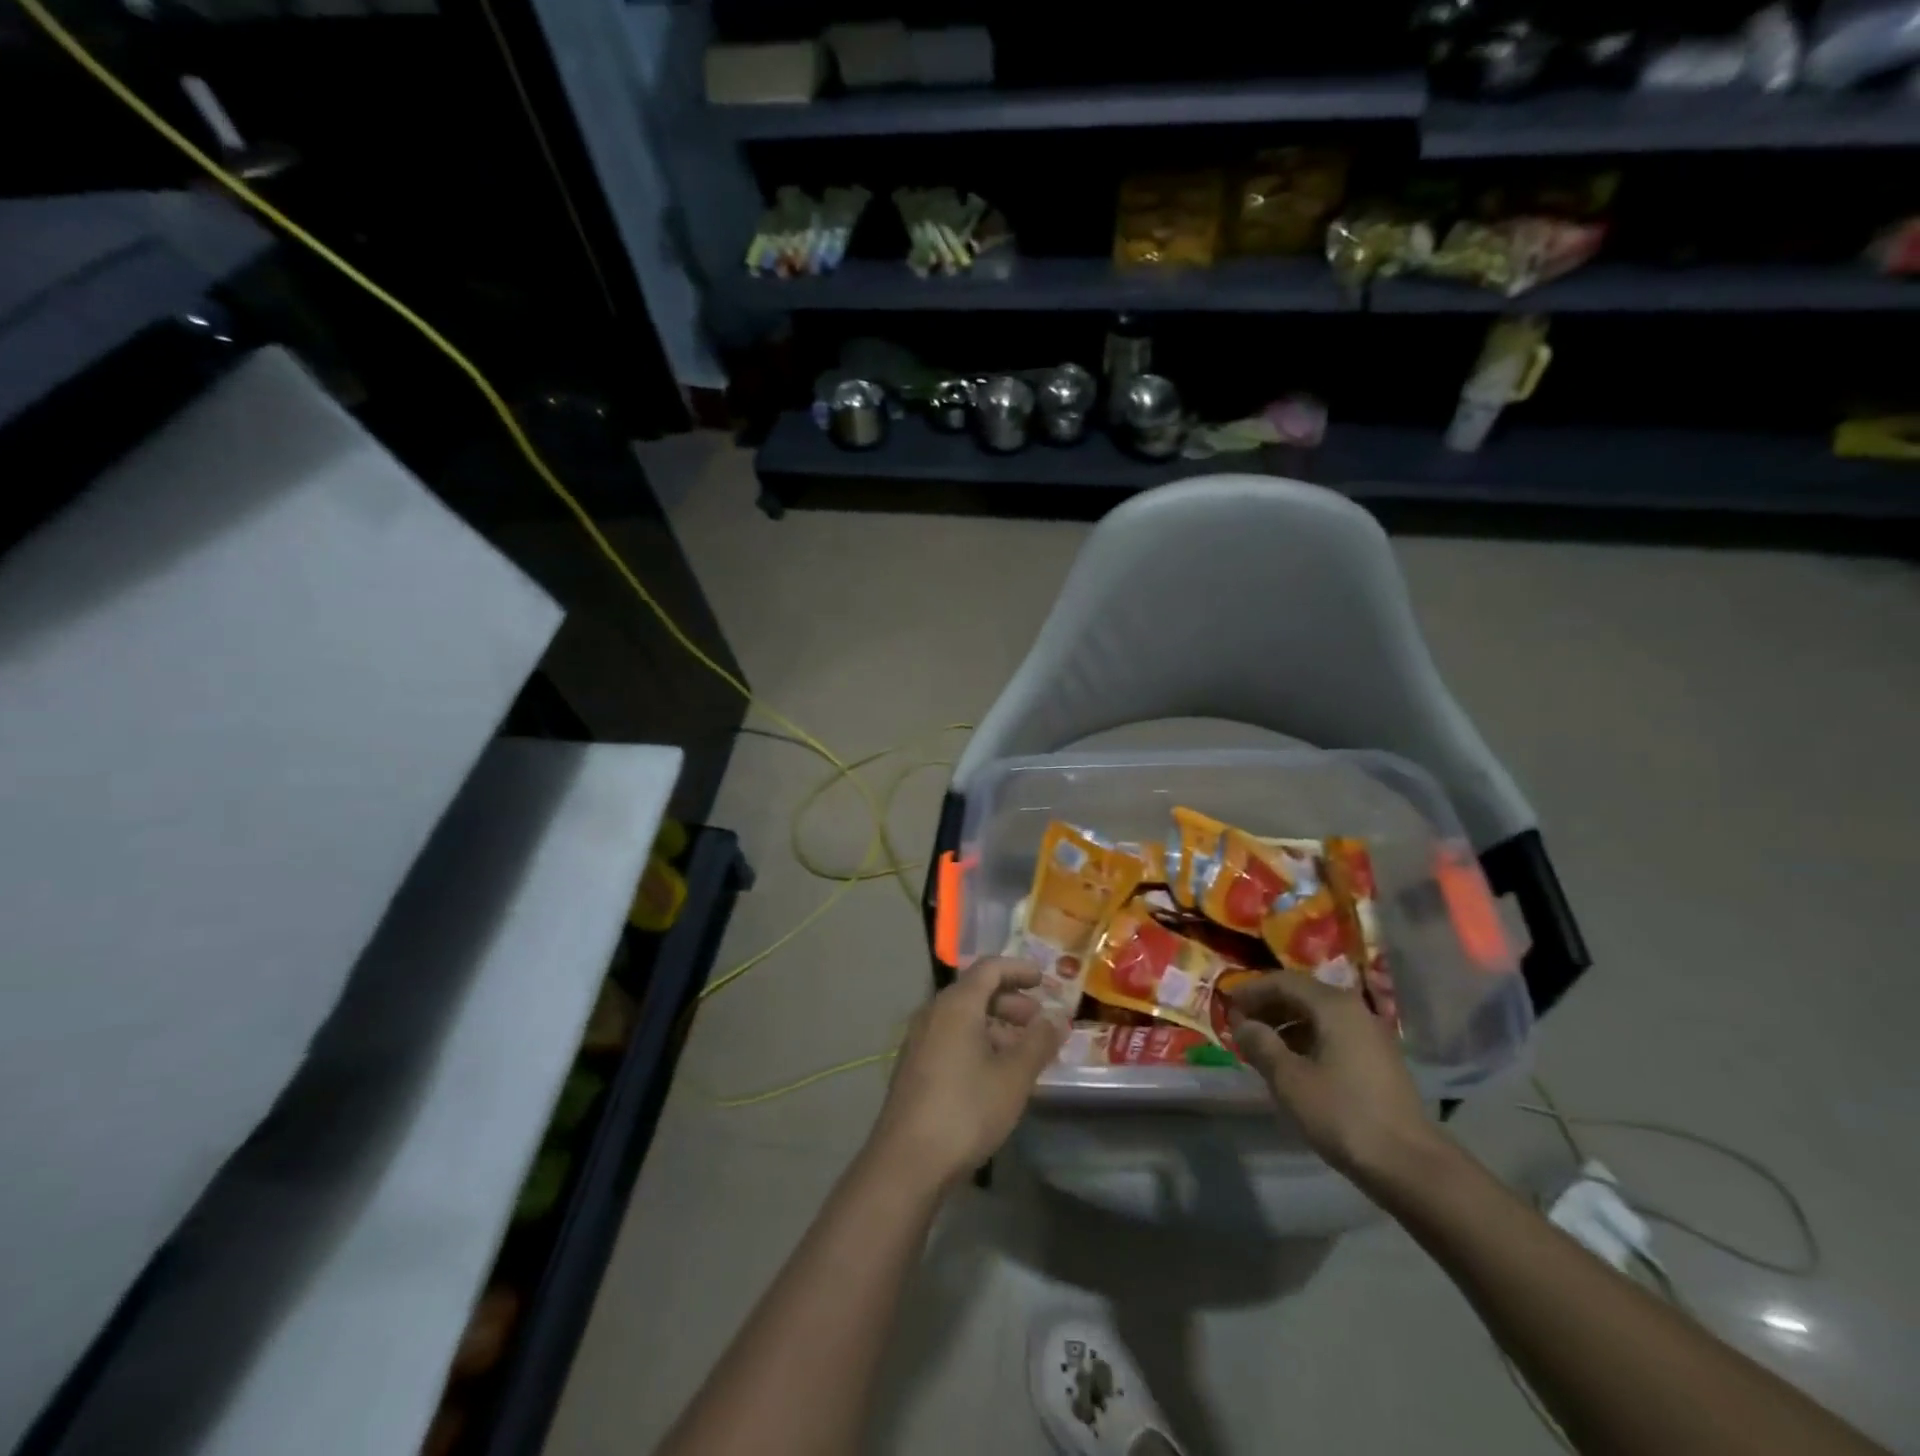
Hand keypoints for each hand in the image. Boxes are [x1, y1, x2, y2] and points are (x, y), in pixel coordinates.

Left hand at [869, 958, 1063, 1189]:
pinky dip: (977, 1042)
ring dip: (995, 1025)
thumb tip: (1054, 1020)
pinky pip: (951, 1037)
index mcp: (956, 1005)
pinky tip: (995, 1073)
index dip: (1018, 969)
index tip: (1044, 980)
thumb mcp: (1013, 1077)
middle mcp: (933, 1013)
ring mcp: (919, 1040)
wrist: (907, 1161)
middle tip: (1037, 1022)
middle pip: (975, 991)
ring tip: (1023, 1052)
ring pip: (963, 1017)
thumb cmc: (966, 1110)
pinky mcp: (914, 1066)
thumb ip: (1038, 1043)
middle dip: (1010, 1002)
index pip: (989, 968)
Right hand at [1228, 972, 1442, 1185]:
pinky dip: (1306, 1039)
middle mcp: (1355, 1010)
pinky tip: (1291, 1064)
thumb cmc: (1343, 1114)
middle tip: (1240, 1025)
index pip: (1283, 981)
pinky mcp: (1378, 1060)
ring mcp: (1370, 1035)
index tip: (1226, 1006)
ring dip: (1285, 1024)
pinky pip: (1332, 1034)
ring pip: (1318, 1016)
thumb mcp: (1289, 1079)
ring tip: (1260, 1046)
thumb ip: (1260, 1045)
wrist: (1410, 1165)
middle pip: (1302, 994)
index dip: (1251, 991)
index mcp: (1333, 1005)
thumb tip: (1242, 1024)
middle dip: (1267, 1006)